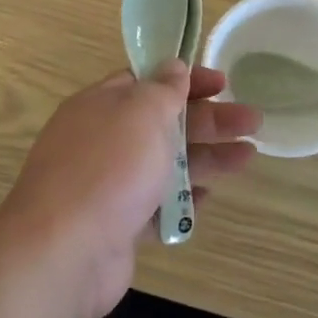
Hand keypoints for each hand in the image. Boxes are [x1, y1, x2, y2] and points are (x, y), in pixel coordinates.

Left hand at [0, 64, 259, 317]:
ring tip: (248, 157)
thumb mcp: (142, 112)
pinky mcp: (115, 224)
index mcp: (102, 104)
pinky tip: (209, 197)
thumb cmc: (109, 168)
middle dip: (209, 120)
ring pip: (164, 163)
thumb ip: (163, 89)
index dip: (187, 79)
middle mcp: (102, 140)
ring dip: (205, 158)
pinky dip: (181, 198)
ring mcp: (107, 184)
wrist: (63, 251)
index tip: (223, 82)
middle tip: (253, 120)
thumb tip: (173, 66)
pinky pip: (155, 204)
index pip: (148, 81)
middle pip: (163, 122)